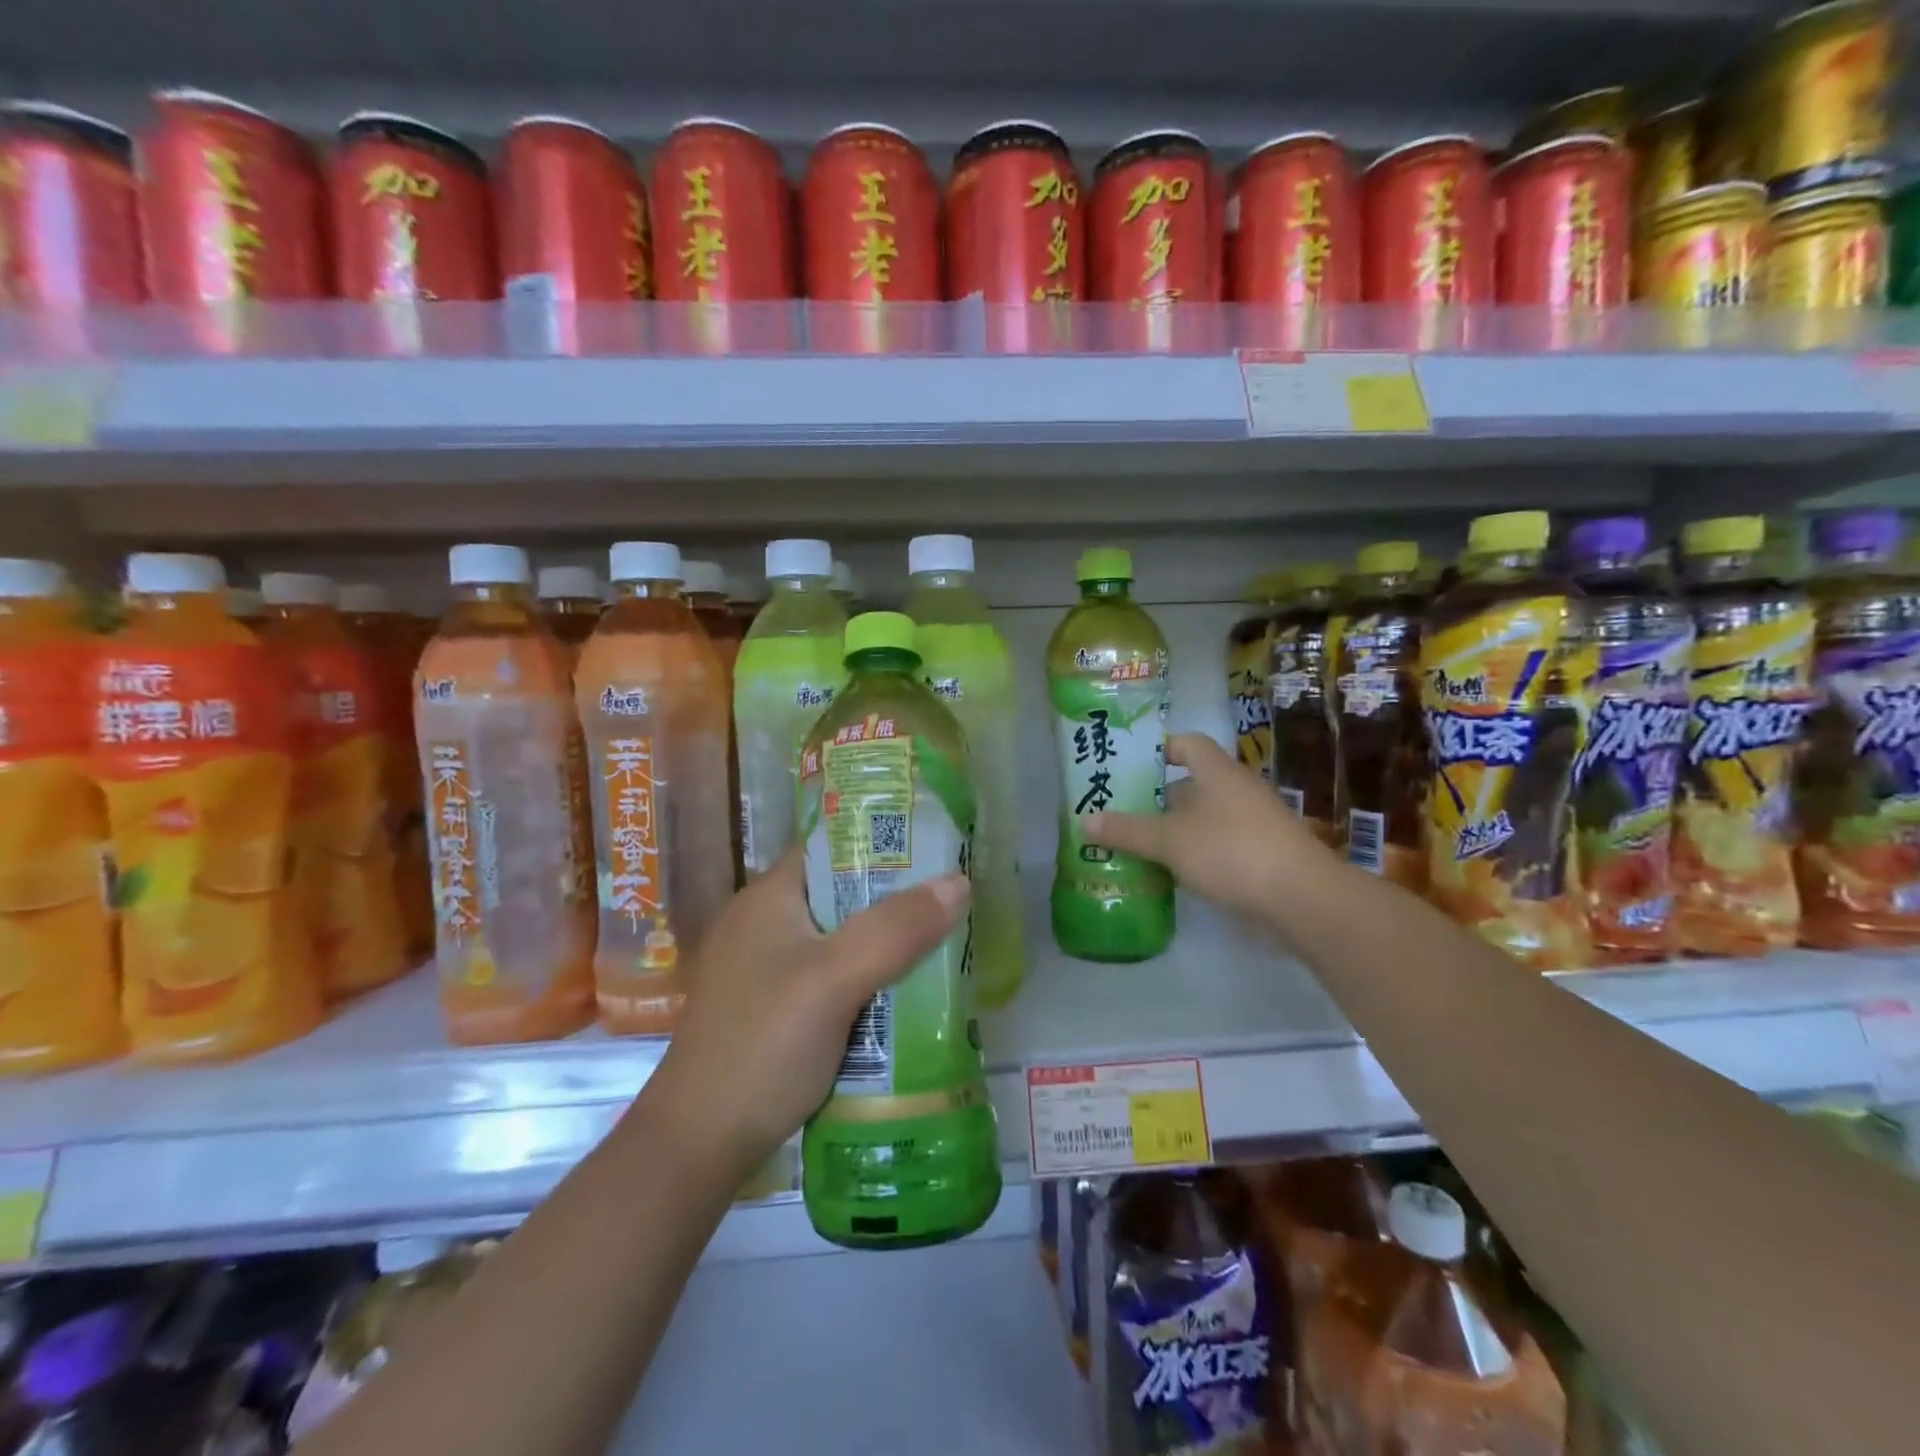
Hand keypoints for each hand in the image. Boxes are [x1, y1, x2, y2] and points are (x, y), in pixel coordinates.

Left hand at [648, 850, 969, 1182]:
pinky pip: (832, 978)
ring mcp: (765, 970)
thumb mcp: (834, 980)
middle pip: (843, 894)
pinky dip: (867, 981)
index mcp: (768, 897)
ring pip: (841, 940)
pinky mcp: (772, 1010)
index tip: (940, 850)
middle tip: (954, 905)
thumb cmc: (763, 1046)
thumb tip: (959, 881)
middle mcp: (763, 923)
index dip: (885, 843)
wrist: (697, 1147)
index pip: (833, 847)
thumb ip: (896, 929)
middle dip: (897, 901)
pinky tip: (903, 997)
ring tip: (943, 947)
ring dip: (886, 945)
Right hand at [1082, 732, 1326, 917]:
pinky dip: (1193, 855)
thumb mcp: (1169, 840)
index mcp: (1217, 772)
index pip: (1186, 744)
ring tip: (1136, 846)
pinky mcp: (1261, 855)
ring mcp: (1253, 824)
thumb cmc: (1231, 851)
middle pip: (1191, 785)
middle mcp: (1237, 790)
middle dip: (1156, 799)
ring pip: (1203, 819)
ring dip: (1173, 832)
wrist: (1302, 898)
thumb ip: (1127, 830)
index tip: (1128, 766)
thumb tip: (1084, 820)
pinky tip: (1170, 875)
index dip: (1158, 749)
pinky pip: (1217, 846)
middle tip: (1119, 813)